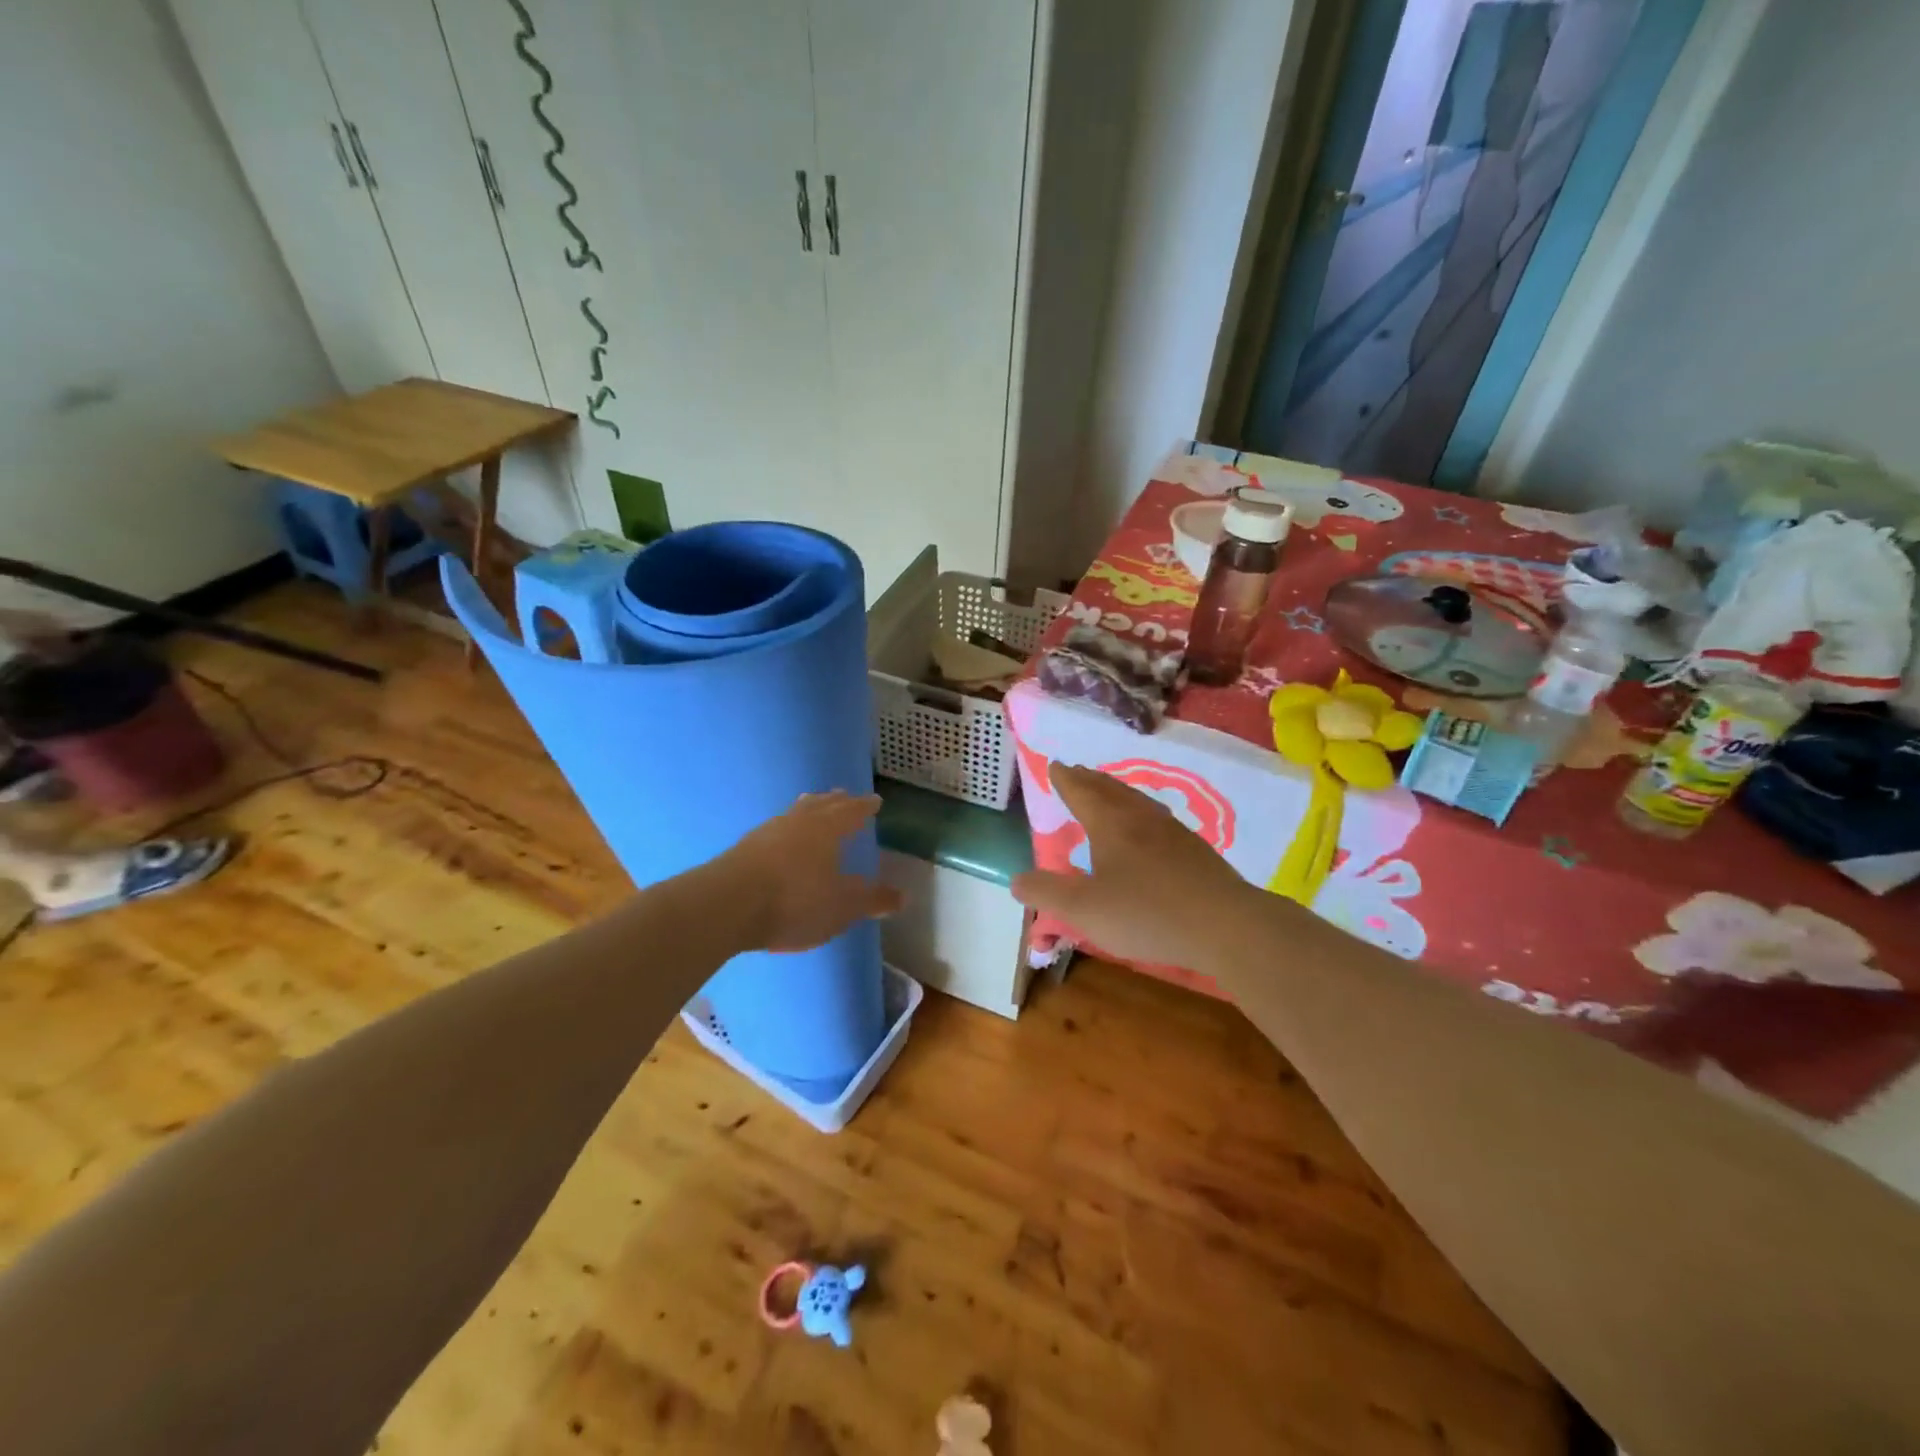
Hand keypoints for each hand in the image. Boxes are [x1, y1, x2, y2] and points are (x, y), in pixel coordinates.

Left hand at [716, 791, 902, 952]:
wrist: (727, 905)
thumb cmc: (795, 901)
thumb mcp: (842, 907)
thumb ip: (871, 900)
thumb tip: (902, 897)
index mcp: (827, 828)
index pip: (852, 810)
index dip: (865, 806)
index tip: (875, 801)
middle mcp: (798, 821)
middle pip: (820, 804)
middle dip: (836, 801)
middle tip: (845, 797)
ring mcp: (767, 832)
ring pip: (794, 813)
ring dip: (808, 810)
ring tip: (813, 810)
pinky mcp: (743, 848)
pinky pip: (775, 830)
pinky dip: (787, 830)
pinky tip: (783, 841)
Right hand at [1011, 765, 1255, 969]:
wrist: (1226, 925)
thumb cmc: (1146, 914)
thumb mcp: (1083, 909)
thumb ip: (1046, 893)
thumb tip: (1017, 880)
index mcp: (1110, 824)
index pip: (1082, 792)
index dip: (1065, 779)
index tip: (1056, 765)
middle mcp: (1141, 818)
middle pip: (1110, 790)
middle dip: (1089, 780)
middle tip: (1076, 771)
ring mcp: (1173, 832)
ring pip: (1138, 801)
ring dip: (1116, 792)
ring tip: (1108, 792)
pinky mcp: (1196, 852)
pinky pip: (1158, 819)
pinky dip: (1141, 812)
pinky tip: (1149, 830)